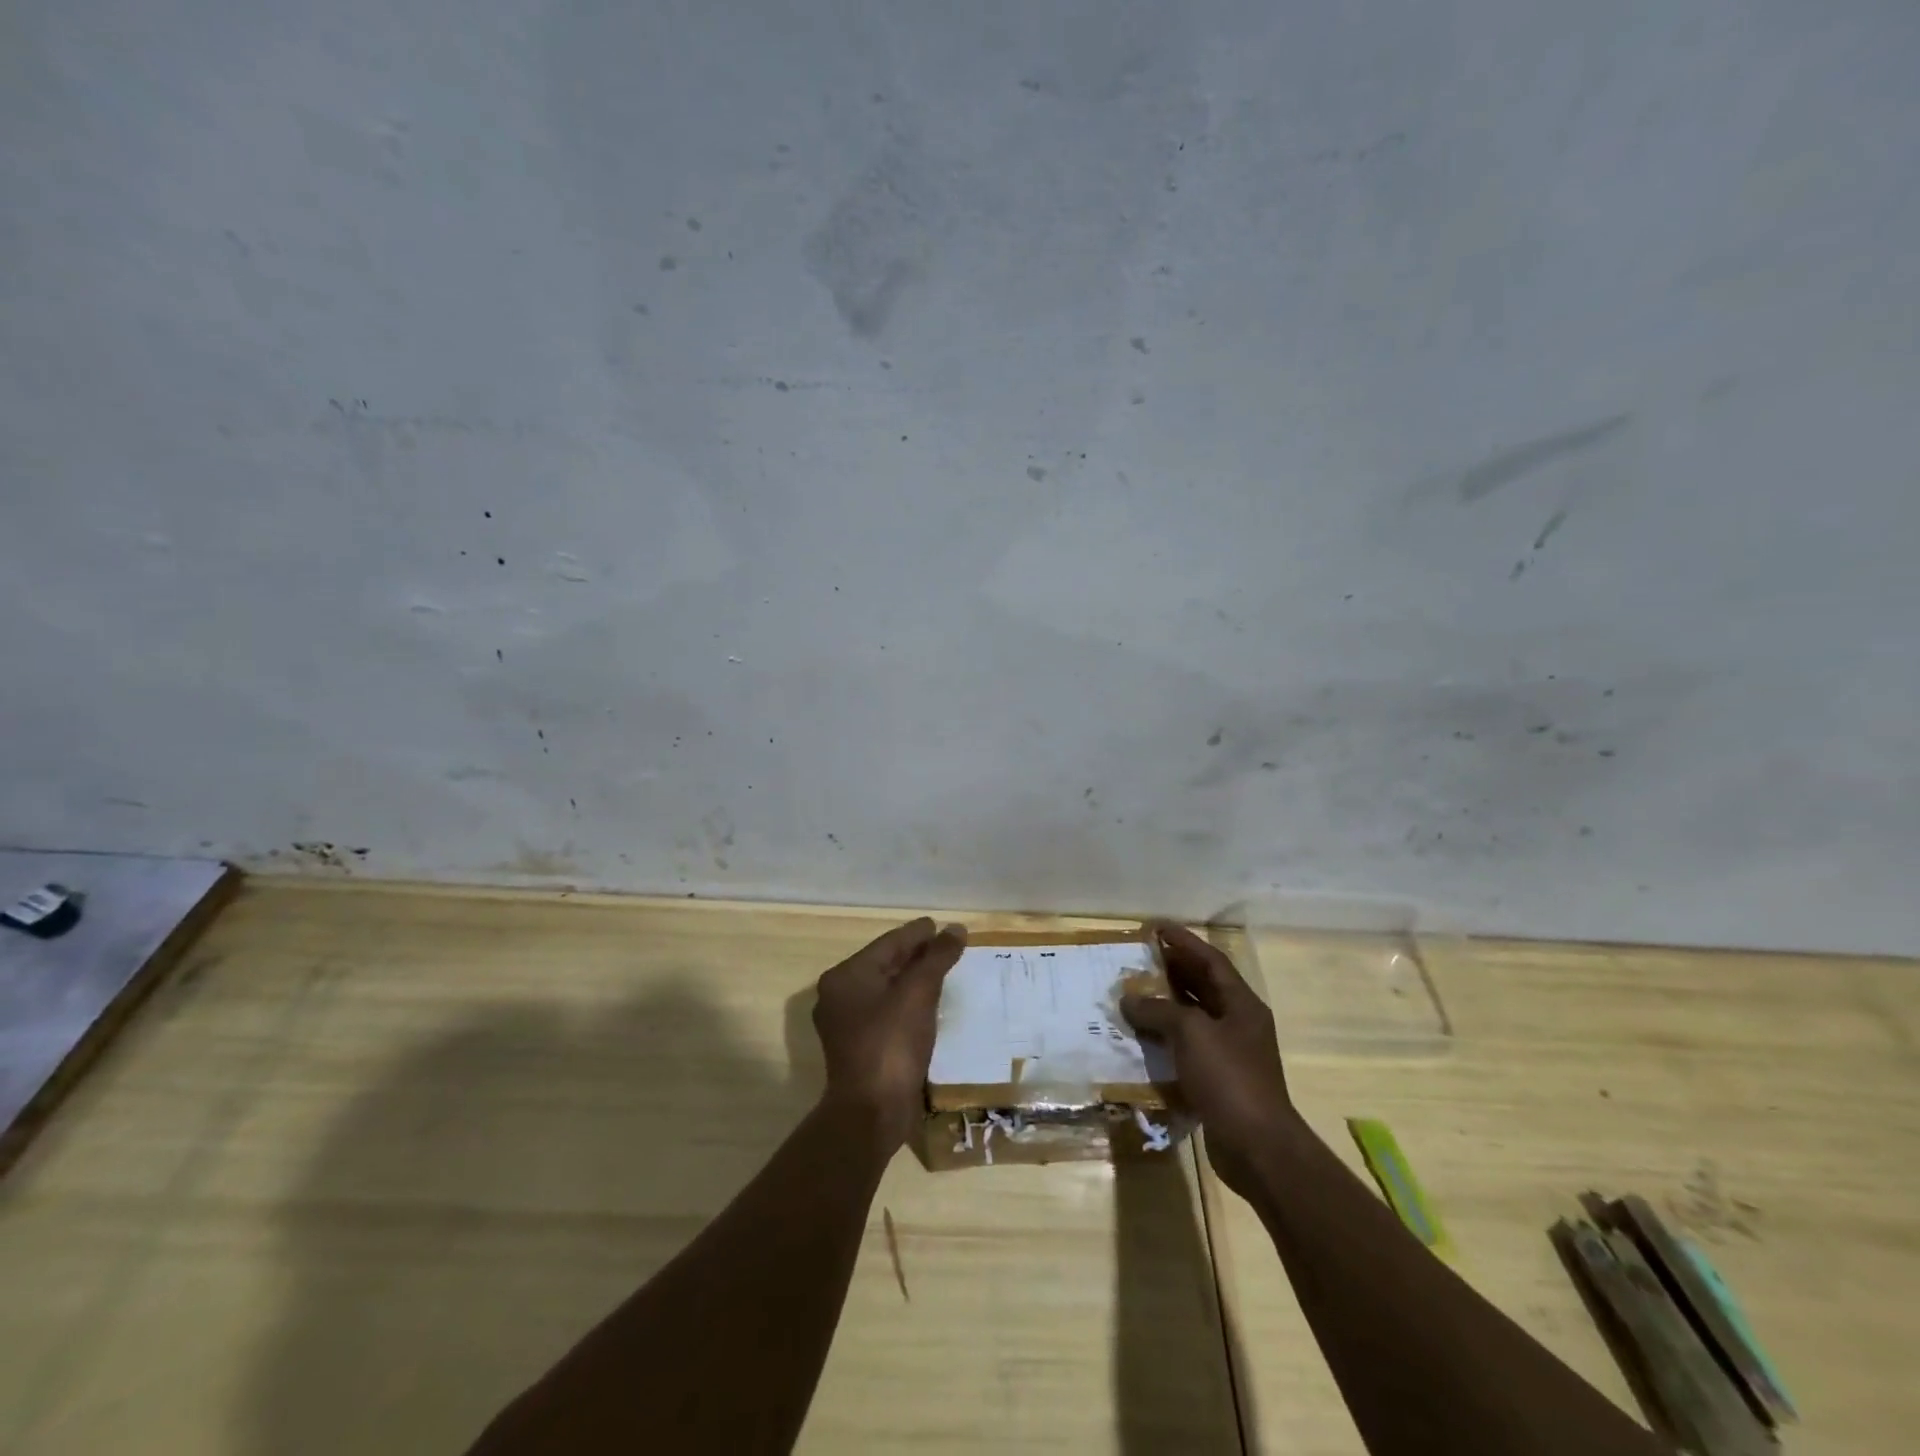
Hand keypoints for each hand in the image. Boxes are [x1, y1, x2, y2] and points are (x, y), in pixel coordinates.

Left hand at [813, 917, 967, 1153]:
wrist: (872, 1113)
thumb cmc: (892, 1043)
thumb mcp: (919, 992)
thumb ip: (937, 956)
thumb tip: (956, 929)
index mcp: (845, 976)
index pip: (888, 944)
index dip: (918, 933)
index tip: (941, 926)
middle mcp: (839, 996)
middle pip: (884, 964)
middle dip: (916, 955)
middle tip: (947, 946)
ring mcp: (846, 1025)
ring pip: (886, 990)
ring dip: (913, 980)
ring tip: (942, 970)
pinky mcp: (859, 1049)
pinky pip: (887, 1013)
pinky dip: (908, 1004)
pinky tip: (929, 1004)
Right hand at [1121, 921, 1295, 1196]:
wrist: (1257, 1147)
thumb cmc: (1229, 1078)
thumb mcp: (1191, 1033)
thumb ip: (1158, 1010)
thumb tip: (1128, 999)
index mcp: (1241, 1004)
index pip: (1211, 960)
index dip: (1184, 941)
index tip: (1156, 927)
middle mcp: (1239, 1023)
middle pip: (1204, 986)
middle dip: (1173, 969)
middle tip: (1140, 957)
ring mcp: (1231, 1053)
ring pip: (1194, 1017)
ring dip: (1166, 1004)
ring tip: (1134, 992)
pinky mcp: (1219, 1080)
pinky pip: (1188, 1047)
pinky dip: (1166, 1038)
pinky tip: (1143, 1037)